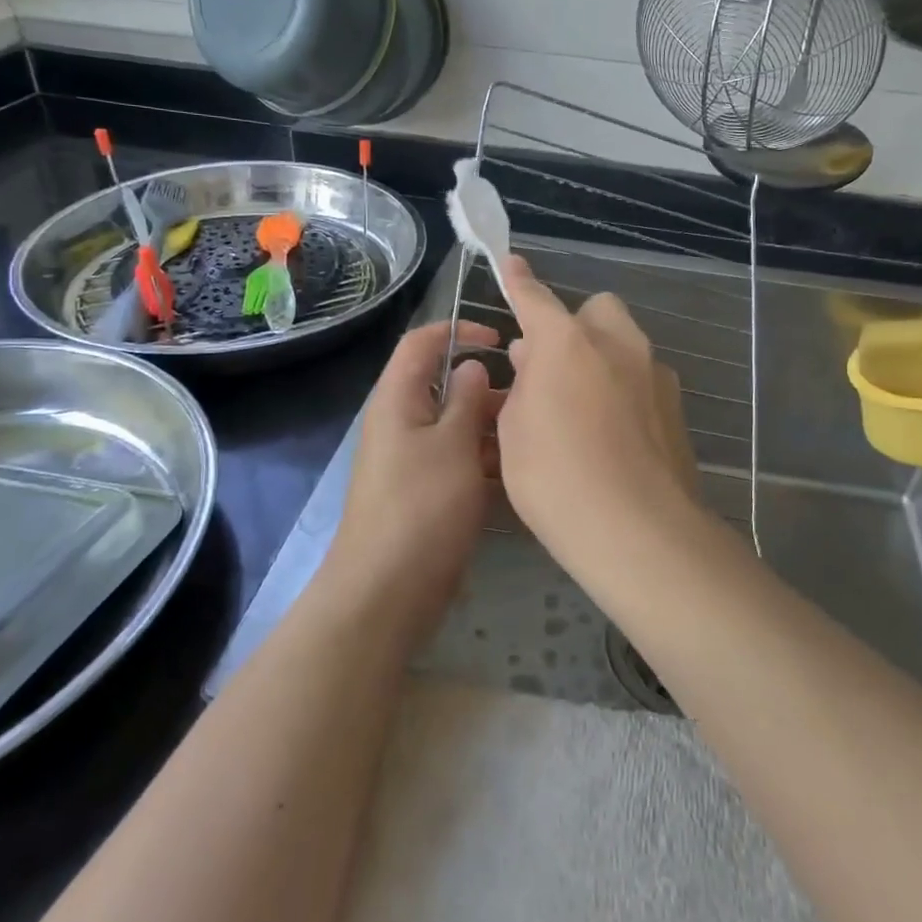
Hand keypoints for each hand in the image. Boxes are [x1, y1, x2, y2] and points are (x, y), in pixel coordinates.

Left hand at [321, 321, 500, 644]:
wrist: (388, 591)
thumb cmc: (422, 507)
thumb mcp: (452, 444)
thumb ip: (465, 399)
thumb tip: (470, 365)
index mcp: (398, 400)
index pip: (421, 342)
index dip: (458, 330)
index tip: (500, 340)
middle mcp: (402, 423)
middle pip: (444, 385)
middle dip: (485, 387)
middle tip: (530, 397)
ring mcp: (414, 460)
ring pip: (456, 426)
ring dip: (490, 426)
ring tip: (533, 434)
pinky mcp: (427, 492)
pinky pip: (458, 460)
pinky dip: (485, 460)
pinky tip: (521, 470)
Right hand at [497, 256, 699, 559]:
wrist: (638, 530)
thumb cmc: (556, 478)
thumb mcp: (515, 431)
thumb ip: (523, 384)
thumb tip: (533, 359)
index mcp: (567, 343)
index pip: (536, 299)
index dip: (520, 282)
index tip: (512, 264)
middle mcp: (617, 344)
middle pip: (596, 311)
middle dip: (575, 326)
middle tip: (552, 368)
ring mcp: (654, 373)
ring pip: (624, 345)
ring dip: (601, 359)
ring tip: (582, 408)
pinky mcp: (677, 406)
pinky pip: (642, 380)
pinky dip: (624, 390)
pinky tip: (614, 435)